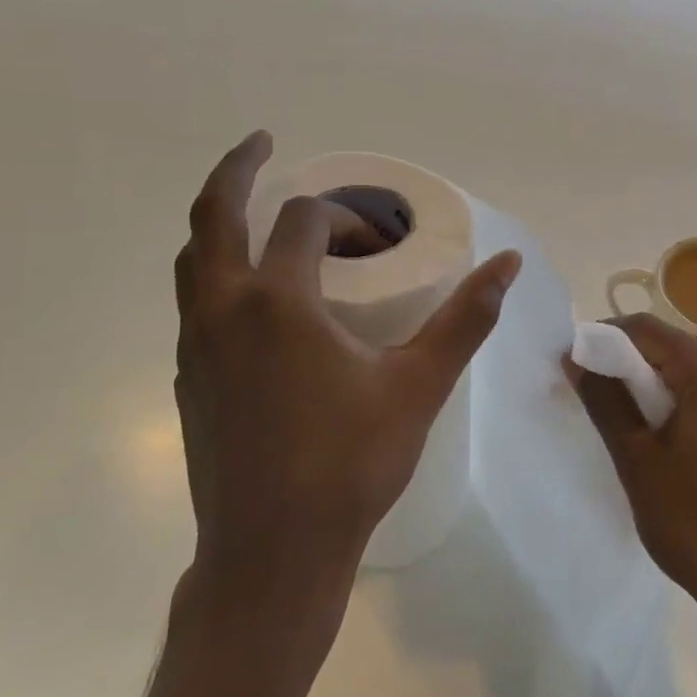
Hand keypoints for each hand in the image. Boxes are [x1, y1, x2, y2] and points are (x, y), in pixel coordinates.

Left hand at [173, 131, 521, 635]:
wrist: (271, 555)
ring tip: (260, 215)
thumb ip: (466, 318)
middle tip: (262, 142)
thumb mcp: (420, 385)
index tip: (381, 243)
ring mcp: (195, 347)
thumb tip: (508, 263)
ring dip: (222, 224)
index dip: (346, 218)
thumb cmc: (351, 464)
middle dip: (236, 170)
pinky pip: (197, 302)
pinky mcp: (188, 379)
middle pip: (213, 217)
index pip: (304, 223)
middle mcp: (224, 312)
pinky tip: (259, 299)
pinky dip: (221, 273)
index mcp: (279, 303)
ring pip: (195, 260)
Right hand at [565, 315, 696, 632]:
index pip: (645, 329)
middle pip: (667, 346)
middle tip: (588, 396)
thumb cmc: (696, 522)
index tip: (570, 366)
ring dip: (646, 386)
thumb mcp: (638, 459)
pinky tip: (654, 437)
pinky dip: (672, 403)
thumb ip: (604, 400)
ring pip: (684, 371)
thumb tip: (574, 357)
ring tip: (616, 421)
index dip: (601, 338)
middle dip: (623, 364)